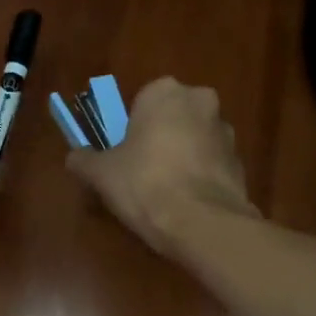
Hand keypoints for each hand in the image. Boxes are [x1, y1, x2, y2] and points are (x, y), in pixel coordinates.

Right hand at [67, 78, 255, 253]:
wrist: (202, 222)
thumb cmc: (145, 184)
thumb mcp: (102, 174)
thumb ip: (84, 160)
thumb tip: (75, 157)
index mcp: (165, 93)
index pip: (142, 101)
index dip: (130, 129)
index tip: (123, 155)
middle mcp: (201, 102)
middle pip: (172, 118)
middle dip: (159, 139)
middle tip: (140, 173)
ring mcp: (226, 132)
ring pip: (194, 141)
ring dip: (181, 158)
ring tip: (163, 194)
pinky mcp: (240, 162)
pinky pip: (210, 165)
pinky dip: (199, 178)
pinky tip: (185, 204)